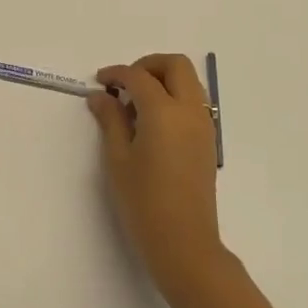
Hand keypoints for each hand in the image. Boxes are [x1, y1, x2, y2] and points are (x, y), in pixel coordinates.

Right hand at [88, 53, 227, 304]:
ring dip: (163, 79)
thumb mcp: (118, 159)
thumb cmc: (143, 202)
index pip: (139, 76)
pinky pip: (194, 102)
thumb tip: (100, 95)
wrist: (184, 243)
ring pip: (189, 81)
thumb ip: (110, 120)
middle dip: (147, 65)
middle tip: (124, 83)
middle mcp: (189, 111)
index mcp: (164, 112)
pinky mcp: (208, 141)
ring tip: (136, 103)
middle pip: (175, 65)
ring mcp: (204, 125)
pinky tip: (152, 122)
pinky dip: (174, 97)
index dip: (116, 74)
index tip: (99, 81)